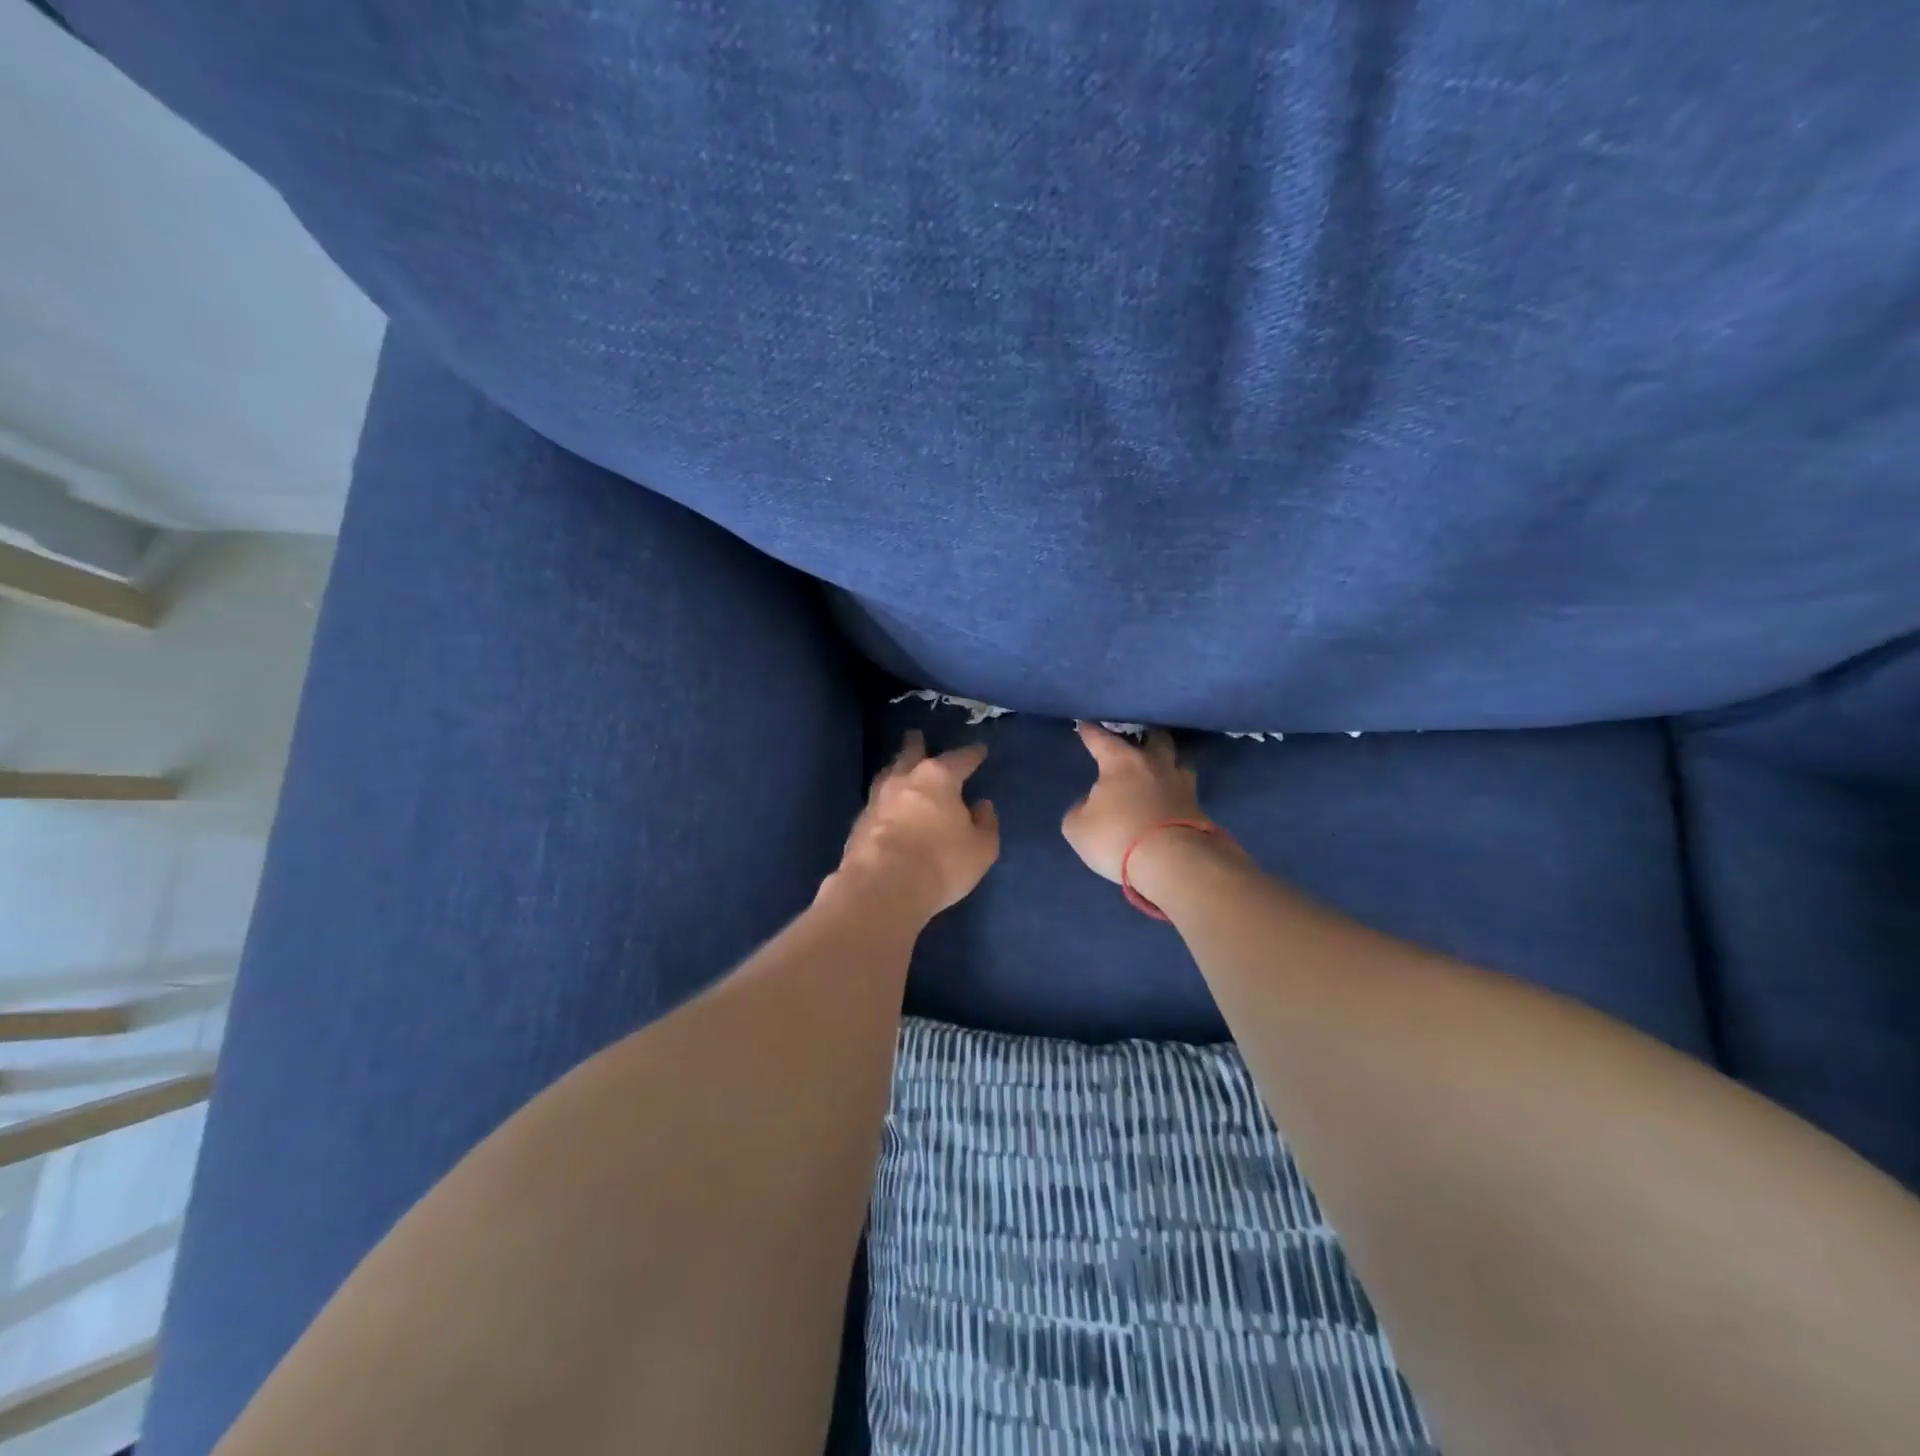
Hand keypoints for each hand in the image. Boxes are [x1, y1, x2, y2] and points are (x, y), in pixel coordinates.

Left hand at [837, 731, 997, 915]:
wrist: (882, 888)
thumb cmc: (940, 863)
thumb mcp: (981, 848)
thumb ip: (985, 824)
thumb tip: (981, 806)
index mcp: (939, 779)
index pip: (960, 759)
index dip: (972, 755)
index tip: (979, 750)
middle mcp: (905, 781)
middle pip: (911, 755)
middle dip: (917, 745)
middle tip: (916, 735)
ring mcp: (877, 800)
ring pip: (887, 775)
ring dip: (895, 768)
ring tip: (897, 766)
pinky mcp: (859, 824)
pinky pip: (875, 802)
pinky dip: (884, 800)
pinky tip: (885, 806)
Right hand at [1062, 722, 1210, 882]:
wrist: (1173, 863)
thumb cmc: (1117, 837)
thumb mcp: (1078, 828)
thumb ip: (1081, 810)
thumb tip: (1091, 804)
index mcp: (1122, 762)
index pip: (1101, 739)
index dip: (1090, 732)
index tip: (1084, 724)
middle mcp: (1155, 766)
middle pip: (1156, 739)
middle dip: (1146, 737)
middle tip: (1138, 742)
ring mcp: (1182, 786)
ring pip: (1179, 764)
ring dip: (1169, 766)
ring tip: (1160, 775)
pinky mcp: (1199, 810)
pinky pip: (1186, 795)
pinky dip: (1176, 797)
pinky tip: (1170, 804)